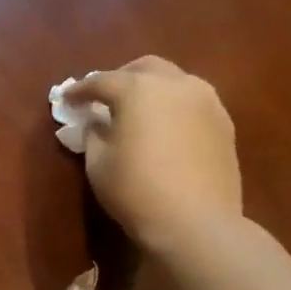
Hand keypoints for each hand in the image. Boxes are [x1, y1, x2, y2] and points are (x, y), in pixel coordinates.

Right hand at [65, 57, 242, 254]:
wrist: (195, 221)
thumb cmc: (135, 189)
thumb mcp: (97, 162)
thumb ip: (94, 133)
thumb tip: (97, 121)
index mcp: (138, 90)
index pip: (101, 81)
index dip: (80, 90)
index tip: (66, 100)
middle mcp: (176, 85)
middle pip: (144, 68)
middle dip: (120, 78)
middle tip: (103, 99)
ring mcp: (206, 101)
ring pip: (174, 80)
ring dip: (150, 89)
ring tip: (135, 112)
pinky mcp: (224, 123)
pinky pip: (192, 101)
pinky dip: (172, 105)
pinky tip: (163, 127)